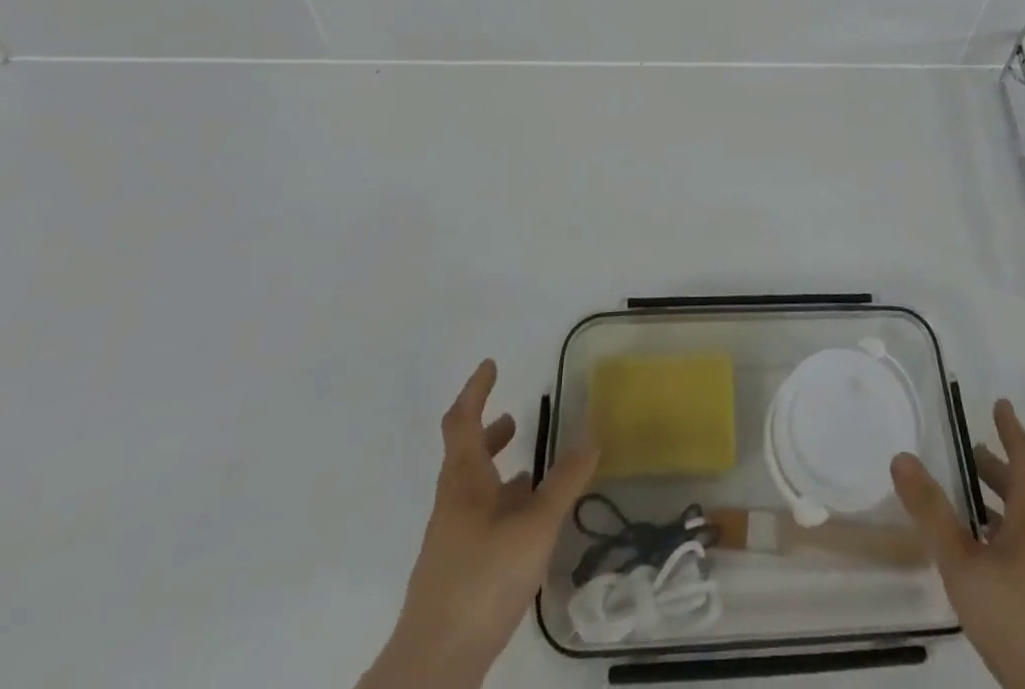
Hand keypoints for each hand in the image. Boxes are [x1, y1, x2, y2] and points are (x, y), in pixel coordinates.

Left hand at [360, 360, 598, 688]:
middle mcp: (453, 503)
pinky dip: (503, 507)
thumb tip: (592, 433)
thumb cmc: (481, 582)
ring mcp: (452, 540)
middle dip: (489, 433)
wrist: (432, 669)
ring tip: (531, 470)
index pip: (463, 420)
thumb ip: (564, 482)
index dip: (475, 390)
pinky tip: (526, 527)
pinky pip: (481, 521)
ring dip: (498, 471)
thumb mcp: (534, 527)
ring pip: (474, 491)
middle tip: (514, 417)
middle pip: (465, 455)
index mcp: (463, 481)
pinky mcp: (458, 572)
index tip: (491, 365)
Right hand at [892, 400, 1024, 688]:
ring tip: (964, 503)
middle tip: (970, 451)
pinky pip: (1021, 553)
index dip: (1012, 430)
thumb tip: (902, 456)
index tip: (1000, 403)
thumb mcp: (964, 564)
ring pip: (1022, 525)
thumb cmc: (1018, 621)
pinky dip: (998, 536)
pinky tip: (977, 560)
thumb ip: (932, 513)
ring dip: (996, 504)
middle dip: (997, 468)